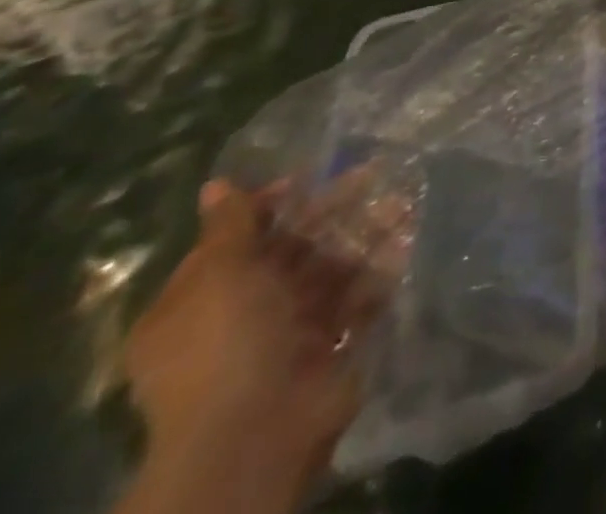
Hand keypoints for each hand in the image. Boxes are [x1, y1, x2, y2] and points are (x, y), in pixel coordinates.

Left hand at [122, 181, 385, 508]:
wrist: (257, 431)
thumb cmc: (226, 343)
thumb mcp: (219, 275)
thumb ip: (228, 227)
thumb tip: (216, 184)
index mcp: (198, 302)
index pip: (236, 240)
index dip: (272, 206)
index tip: (312, 177)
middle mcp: (241, 315)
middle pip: (291, 250)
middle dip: (333, 213)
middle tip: (375, 174)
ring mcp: (288, 333)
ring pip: (331, 269)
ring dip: (366, 234)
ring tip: (404, 204)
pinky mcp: (330, 345)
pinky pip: (358, 298)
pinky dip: (382, 269)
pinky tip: (408, 240)